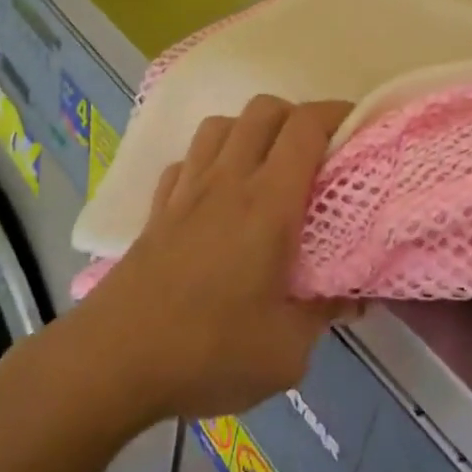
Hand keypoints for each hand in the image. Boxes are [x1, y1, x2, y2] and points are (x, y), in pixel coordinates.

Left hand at [78, 95, 353, 420]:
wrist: (112, 362)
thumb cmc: (208, 352)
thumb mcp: (287, 351)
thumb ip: (324, 315)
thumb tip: (352, 298)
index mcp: (268, 203)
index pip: (305, 128)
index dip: (337, 113)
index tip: (359, 127)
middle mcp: (227, 181)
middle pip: (263, 110)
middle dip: (297, 116)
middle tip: (318, 153)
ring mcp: (186, 191)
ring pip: (220, 125)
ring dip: (251, 131)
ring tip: (268, 166)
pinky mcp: (157, 210)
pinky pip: (187, 160)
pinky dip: (208, 160)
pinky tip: (216, 193)